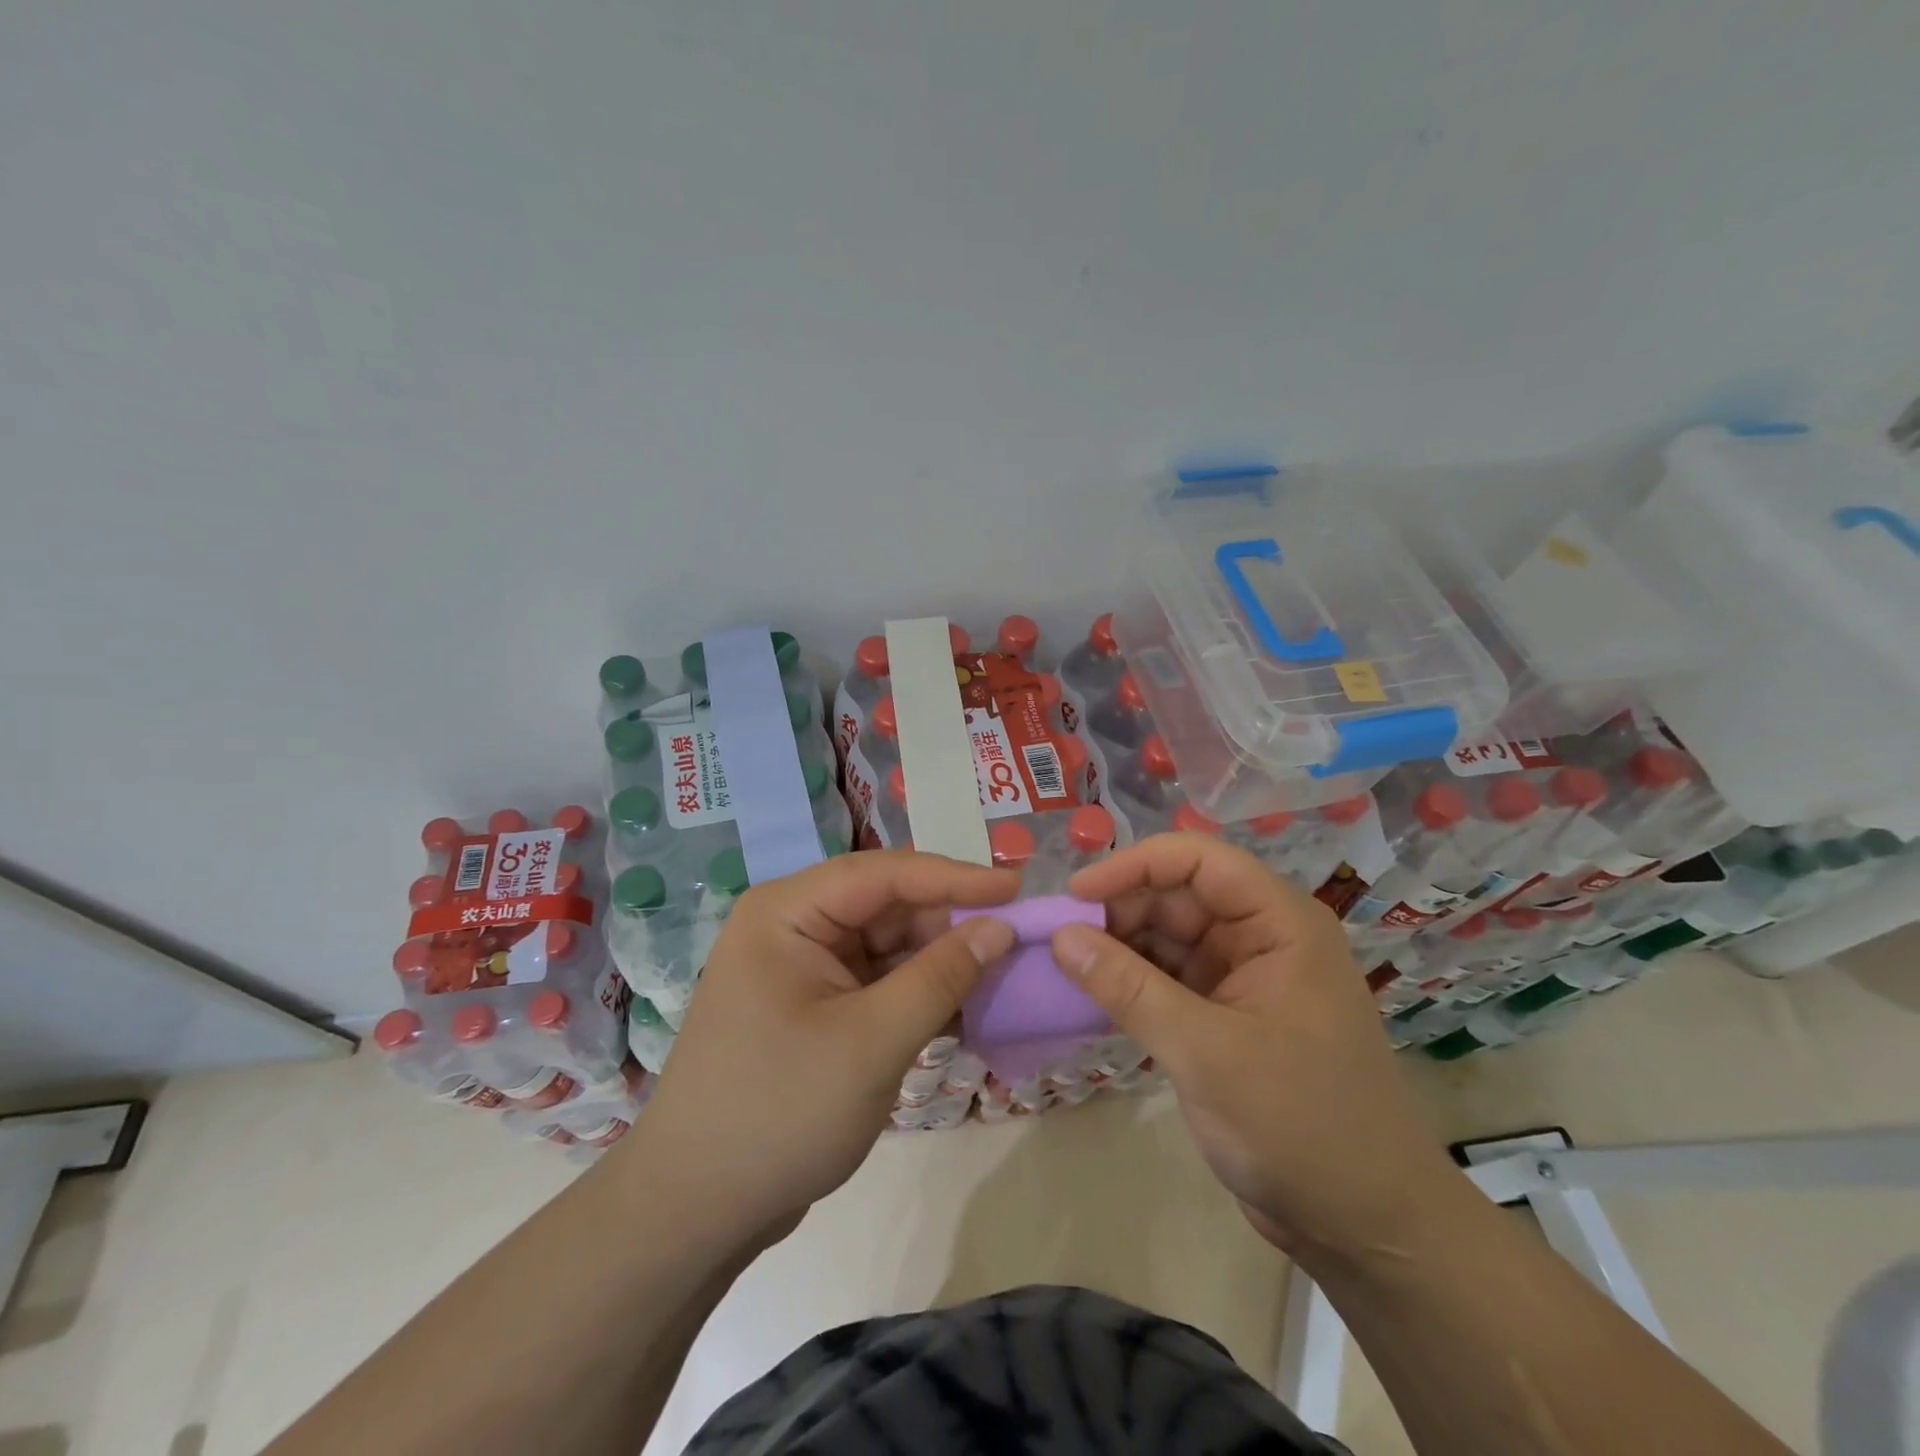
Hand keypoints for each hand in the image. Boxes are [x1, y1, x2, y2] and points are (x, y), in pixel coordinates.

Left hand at [619, 851, 1018, 1251]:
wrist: (695, 1212)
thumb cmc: (778, 1114)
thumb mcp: (871, 1042)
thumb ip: (941, 978)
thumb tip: (1001, 928)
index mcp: (788, 912)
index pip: (883, 874)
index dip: (954, 876)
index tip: (1016, 887)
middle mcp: (794, 926)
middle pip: (888, 906)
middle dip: (951, 922)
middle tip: (1021, 936)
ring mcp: (805, 968)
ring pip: (890, 945)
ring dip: (942, 960)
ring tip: (1006, 971)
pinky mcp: (818, 1007)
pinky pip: (880, 982)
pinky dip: (922, 992)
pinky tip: (969, 1007)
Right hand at [1052, 833, 1459, 1259]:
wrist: (1365, 1227)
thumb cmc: (1299, 1124)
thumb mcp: (1205, 1051)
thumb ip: (1128, 988)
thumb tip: (1060, 935)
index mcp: (1280, 922)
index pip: (1198, 860)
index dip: (1134, 865)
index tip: (1076, 894)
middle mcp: (1262, 937)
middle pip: (1178, 895)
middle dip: (1119, 911)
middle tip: (1059, 941)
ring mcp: (1244, 977)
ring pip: (1168, 937)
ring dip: (1119, 948)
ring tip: (1064, 967)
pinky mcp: (1226, 1016)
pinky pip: (1168, 978)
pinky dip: (1131, 983)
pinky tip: (1092, 994)